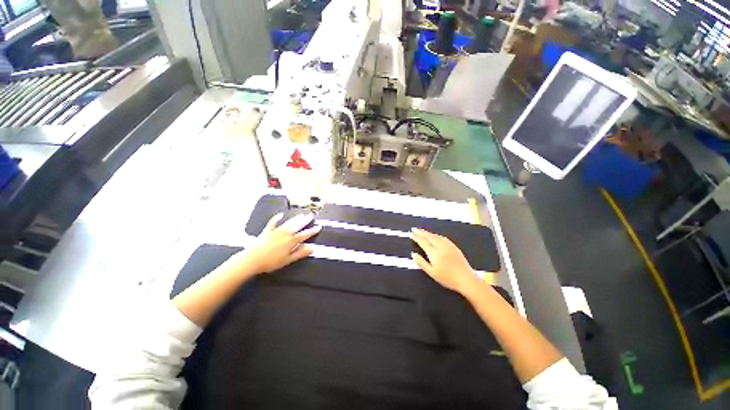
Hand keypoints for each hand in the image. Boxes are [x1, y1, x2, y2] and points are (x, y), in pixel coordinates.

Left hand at [237, 213, 321, 274]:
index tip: (319, 226)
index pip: (305, 234)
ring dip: (296, 218)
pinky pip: (273, 222)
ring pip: (288, 223)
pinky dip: (277, 218)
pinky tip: (280, 214)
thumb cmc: (271, 262)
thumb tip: (312, 248)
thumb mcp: (288, 260)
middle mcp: (285, 233)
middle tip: (311, 215)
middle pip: (298, 225)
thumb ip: (300, 253)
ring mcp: (276, 231)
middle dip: (305, 220)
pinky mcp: (267, 231)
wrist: (251, 260)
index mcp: (291, 241)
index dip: (313, 230)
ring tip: (302, 214)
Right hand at [411, 228, 479, 294]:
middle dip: (421, 232)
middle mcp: (441, 246)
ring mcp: (448, 246)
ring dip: (428, 233)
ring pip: (436, 236)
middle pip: (429, 237)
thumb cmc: (447, 278)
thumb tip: (413, 254)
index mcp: (434, 252)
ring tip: (422, 231)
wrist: (466, 279)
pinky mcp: (454, 247)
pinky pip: (442, 237)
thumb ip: (421, 263)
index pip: (423, 242)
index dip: (416, 237)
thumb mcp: (432, 273)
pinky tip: (435, 236)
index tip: (411, 233)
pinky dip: (436, 235)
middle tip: (414, 229)